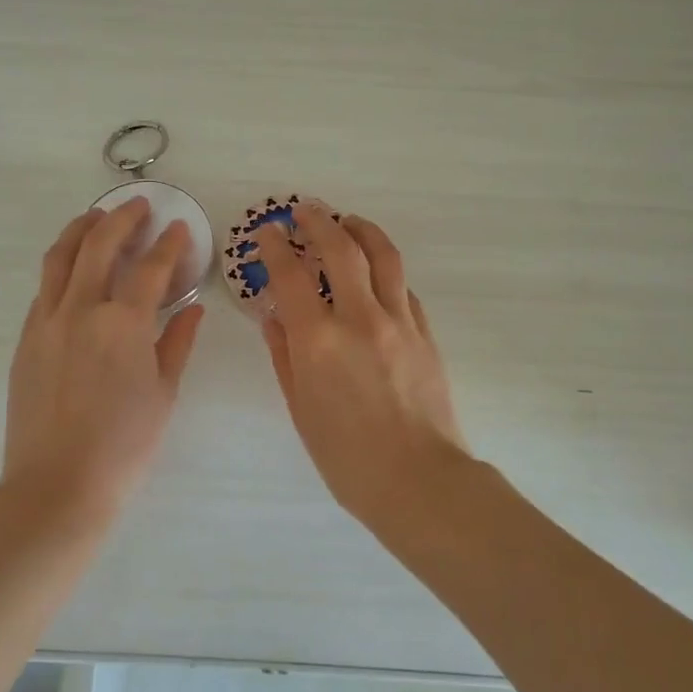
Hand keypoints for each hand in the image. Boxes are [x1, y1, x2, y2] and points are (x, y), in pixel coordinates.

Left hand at [2, 199, 203, 524]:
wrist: (57, 485)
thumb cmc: (124, 446)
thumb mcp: (163, 394)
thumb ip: (177, 343)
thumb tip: (192, 309)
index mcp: (123, 324)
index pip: (150, 268)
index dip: (168, 245)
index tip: (178, 228)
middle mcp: (81, 310)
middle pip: (99, 246)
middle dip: (121, 219)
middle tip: (137, 206)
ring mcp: (47, 322)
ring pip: (60, 258)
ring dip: (81, 231)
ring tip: (95, 217)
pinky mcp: (26, 339)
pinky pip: (44, 289)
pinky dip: (61, 267)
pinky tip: (73, 270)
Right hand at [256, 204, 468, 520]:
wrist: (418, 481)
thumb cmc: (347, 457)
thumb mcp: (301, 409)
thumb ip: (284, 356)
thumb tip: (273, 317)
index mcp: (318, 340)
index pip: (291, 275)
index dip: (276, 246)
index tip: (267, 231)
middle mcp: (359, 318)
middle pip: (341, 249)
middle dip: (319, 221)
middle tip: (305, 210)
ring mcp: (399, 321)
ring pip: (383, 256)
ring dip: (362, 230)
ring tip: (348, 221)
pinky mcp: (425, 332)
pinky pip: (404, 288)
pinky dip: (386, 270)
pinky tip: (377, 273)